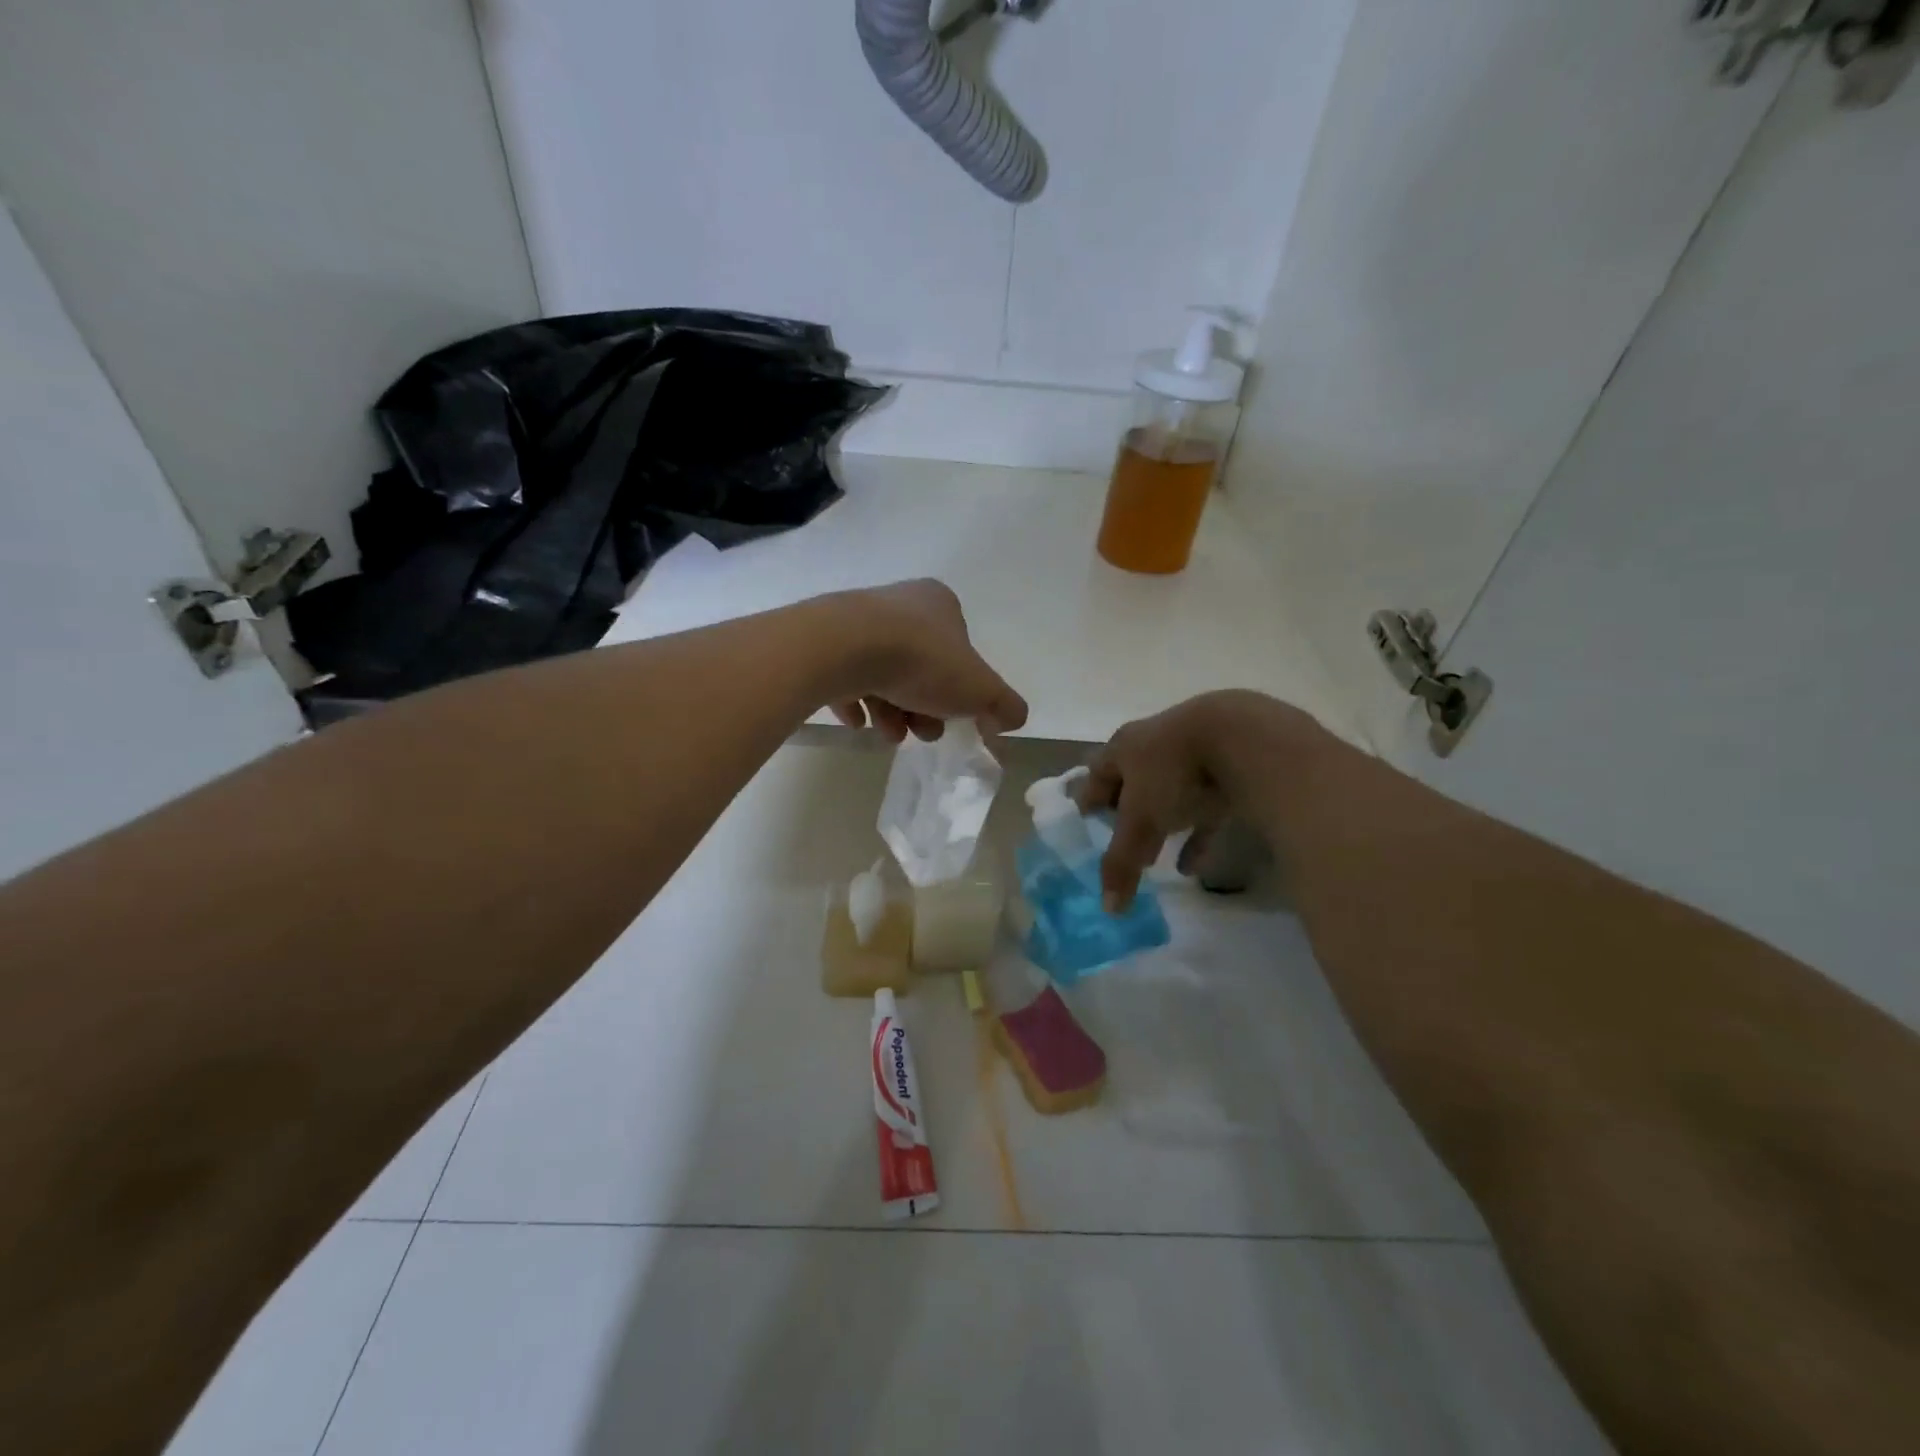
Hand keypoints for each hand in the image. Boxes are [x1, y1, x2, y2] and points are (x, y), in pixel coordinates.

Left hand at [821, 580, 1027, 742]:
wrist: (844, 648)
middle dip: (924, 707)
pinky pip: (844, 677)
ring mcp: (857, 622)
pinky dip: (855, 702)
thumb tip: (1012, 719)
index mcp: (939, 603)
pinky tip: (857, 721)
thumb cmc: (923, 661)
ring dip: (891, 711)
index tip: (953, 720)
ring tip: (887, 733)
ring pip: (883, 674)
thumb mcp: (980, 689)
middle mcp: (898, 604)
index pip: (958, 651)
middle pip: (920, 667)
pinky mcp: (824, 642)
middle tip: (921, 732)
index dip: (960, 692)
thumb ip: (1004, 705)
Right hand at [1079, 690, 1314, 908]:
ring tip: (1153, 859)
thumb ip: (1122, 861)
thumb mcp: (1141, 821)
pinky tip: (1195, 866)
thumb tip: (1109, 909)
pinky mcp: (1228, 767)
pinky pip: (1205, 805)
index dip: (1089, 802)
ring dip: (1161, 825)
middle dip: (1126, 816)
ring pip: (1169, 793)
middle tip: (1121, 846)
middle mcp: (1153, 744)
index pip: (1095, 775)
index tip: (1087, 828)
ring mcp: (1193, 753)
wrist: (1244, 739)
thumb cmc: (1173, 773)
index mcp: (1123, 747)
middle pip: (1131, 782)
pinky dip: (1197, 834)